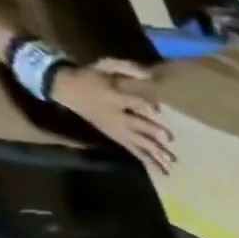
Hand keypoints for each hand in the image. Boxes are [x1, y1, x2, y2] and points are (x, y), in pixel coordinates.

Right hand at [50, 59, 173, 175]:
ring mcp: (118, 129)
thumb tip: (151, 75)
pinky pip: (135, 152)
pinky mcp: (118, 138)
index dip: (145, 106)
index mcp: (113, 95)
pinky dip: (149, 161)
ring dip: (156, 153)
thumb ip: (128, 68)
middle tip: (169, 138)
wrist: (66, 88)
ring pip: (139, 143)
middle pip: (137, 125)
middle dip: (152, 131)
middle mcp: (117, 115)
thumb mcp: (106, 65)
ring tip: (172, 164)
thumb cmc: (91, 76)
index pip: (132, 101)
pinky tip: (162, 172)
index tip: (159, 111)